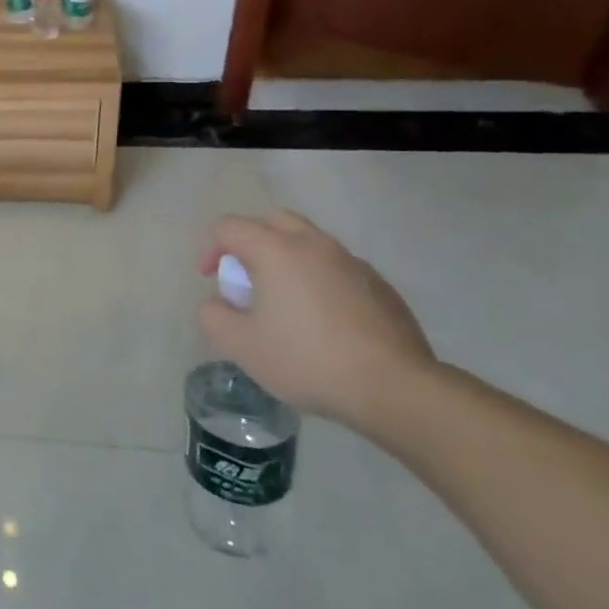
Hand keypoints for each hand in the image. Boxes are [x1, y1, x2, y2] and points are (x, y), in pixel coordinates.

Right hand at [200, 212, 436, 430]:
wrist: (395, 388)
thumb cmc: (308, 360)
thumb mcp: (240, 345)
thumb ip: (213, 316)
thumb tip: (218, 303)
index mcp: (275, 249)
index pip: (229, 227)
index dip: (212, 250)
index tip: (215, 282)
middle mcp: (313, 244)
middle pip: (272, 221)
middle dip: (251, 243)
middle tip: (249, 279)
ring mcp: (352, 262)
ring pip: (309, 242)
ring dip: (288, 259)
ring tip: (286, 300)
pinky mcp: (380, 285)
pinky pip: (337, 268)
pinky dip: (320, 279)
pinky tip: (324, 320)